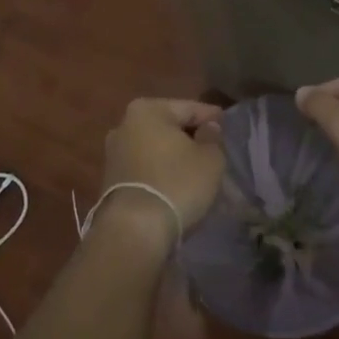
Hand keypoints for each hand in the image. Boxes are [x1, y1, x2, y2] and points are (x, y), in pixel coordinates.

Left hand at [95, 98, 225, 251]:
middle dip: (190, 137)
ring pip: (156, 148)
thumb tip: (208, 127)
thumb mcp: (210, 158)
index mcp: (147, 109)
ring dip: (174, 156)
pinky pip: (145, 168)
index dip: (212, 117)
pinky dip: (161, 172)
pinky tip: (177, 184)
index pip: (189, 107)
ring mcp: (114, 153)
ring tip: (197, 170)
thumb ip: (213, 137)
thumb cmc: (176, 184)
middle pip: (169, 126)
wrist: (134, 230)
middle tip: (214, 149)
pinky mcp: (111, 180)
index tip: (227, 124)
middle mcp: (124, 124)